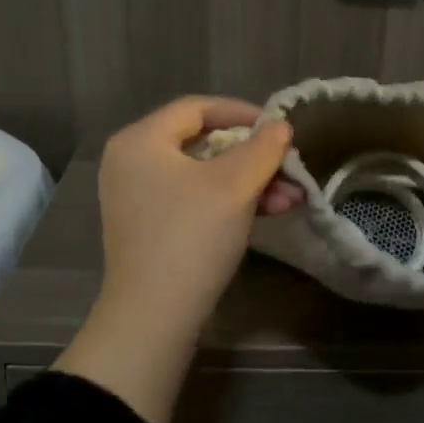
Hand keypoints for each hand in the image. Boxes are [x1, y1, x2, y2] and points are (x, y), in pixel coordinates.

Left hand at [52, 97, 294, 422]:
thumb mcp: (234, 185)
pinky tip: (266, 214)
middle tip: (291, 170)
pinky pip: (193, 200)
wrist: (154, 315)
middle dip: (254, 157)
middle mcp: (132, 162)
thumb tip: (280, 125)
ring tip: (291, 200)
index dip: (243, 113)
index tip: (280, 129)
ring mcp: (137, 197)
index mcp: (141, 140)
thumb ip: (262, 148)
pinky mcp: (149, 227)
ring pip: (203, 175)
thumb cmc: (192, 236)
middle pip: (203, 143)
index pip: (197, 108)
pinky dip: (228, 202)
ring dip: (249, 183)